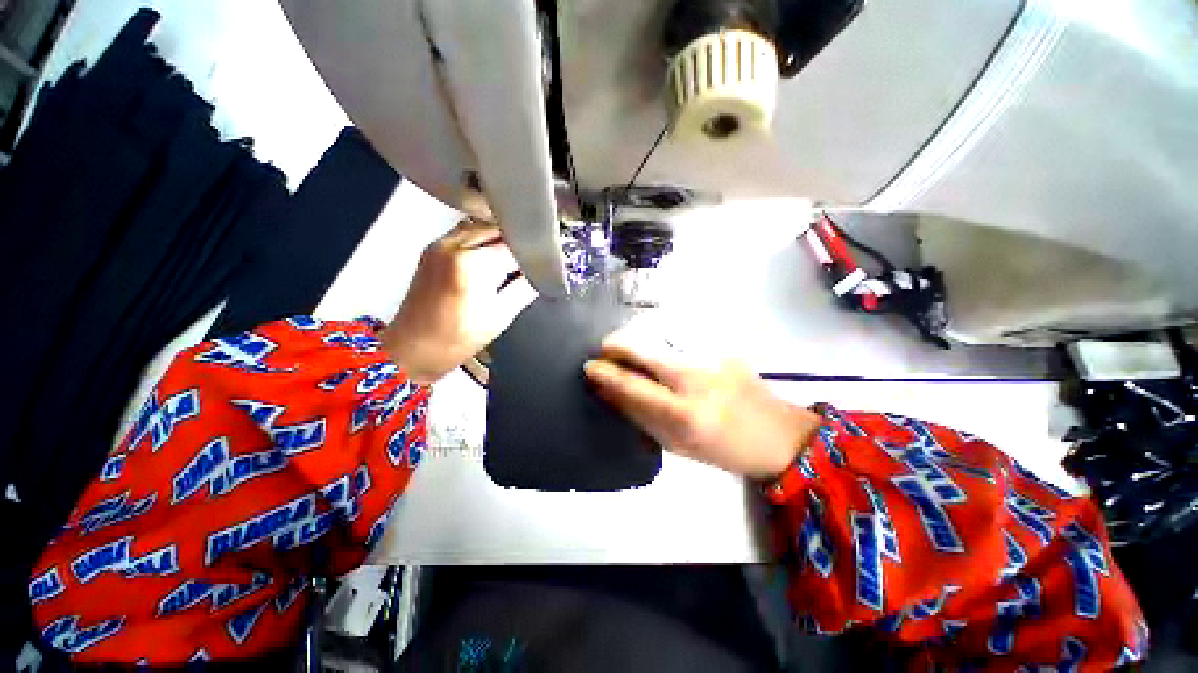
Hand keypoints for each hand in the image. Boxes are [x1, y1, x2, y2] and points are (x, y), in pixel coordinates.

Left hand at [380, 219, 535, 384]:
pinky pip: (466, 233)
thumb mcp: (501, 316)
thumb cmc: (457, 339)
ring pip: (481, 226)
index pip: (514, 247)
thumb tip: (541, 274)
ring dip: (501, 239)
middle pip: (497, 229)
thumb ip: (525, 288)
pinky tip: (492, 258)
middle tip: (532, 260)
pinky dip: (484, 240)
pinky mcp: (432, 248)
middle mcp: (452, 245)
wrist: (414, 348)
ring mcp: (439, 244)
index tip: (546, 261)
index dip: (533, 254)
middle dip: (518, 243)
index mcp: (471, 264)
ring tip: (513, 259)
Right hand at [583, 328, 822, 480]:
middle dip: (618, 344)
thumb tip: (608, 392)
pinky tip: (660, 350)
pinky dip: (660, 340)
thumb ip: (640, 416)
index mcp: (684, 414)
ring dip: (638, 340)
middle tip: (605, 350)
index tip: (589, 366)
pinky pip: (680, 336)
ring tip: (629, 350)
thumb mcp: (677, 445)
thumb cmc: (724, 449)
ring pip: (661, 336)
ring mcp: (712, 357)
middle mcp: (696, 378)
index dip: (607, 373)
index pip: (633, 385)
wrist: (778, 434)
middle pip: (645, 349)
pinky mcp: (723, 346)